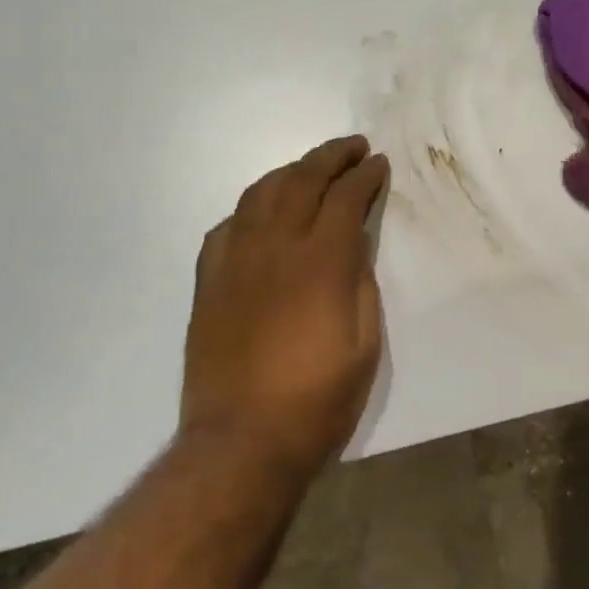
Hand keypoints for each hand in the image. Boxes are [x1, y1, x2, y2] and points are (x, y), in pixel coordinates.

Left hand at [180, 135, 390, 476]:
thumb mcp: (365, 343)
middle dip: (332, 156)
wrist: (242, 442)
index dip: (365, 176)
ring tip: (311, 167)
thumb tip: (355, 243)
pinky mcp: (209, 281)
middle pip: (302, 180)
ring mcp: (235, 261)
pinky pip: (228, 225)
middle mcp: (275, 247)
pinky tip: (263, 212)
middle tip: (354, 147)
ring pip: (261, 192)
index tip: (379, 164)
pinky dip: (251, 206)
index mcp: (321, 263)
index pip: (345, 198)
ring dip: (291, 171)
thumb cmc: (318, 399)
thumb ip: (361, 283)